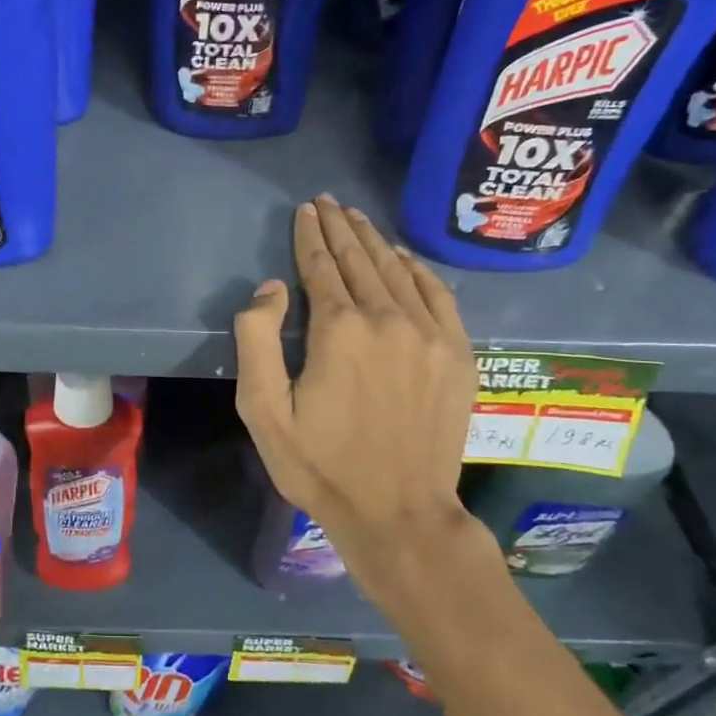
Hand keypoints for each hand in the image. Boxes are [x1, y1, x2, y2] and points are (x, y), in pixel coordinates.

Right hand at [234, 196, 481, 603]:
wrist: (398, 513)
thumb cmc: (320, 465)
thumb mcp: (263, 411)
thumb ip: (257, 340)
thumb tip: (272, 287)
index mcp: (340, 330)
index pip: (320, 266)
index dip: (309, 235)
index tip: (305, 210)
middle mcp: (389, 319)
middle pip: (360, 260)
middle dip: (340, 228)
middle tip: (328, 202)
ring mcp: (431, 336)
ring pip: (397, 272)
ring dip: (374, 241)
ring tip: (357, 218)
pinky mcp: (458, 355)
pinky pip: (438, 295)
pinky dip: (419, 269)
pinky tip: (405, 256)